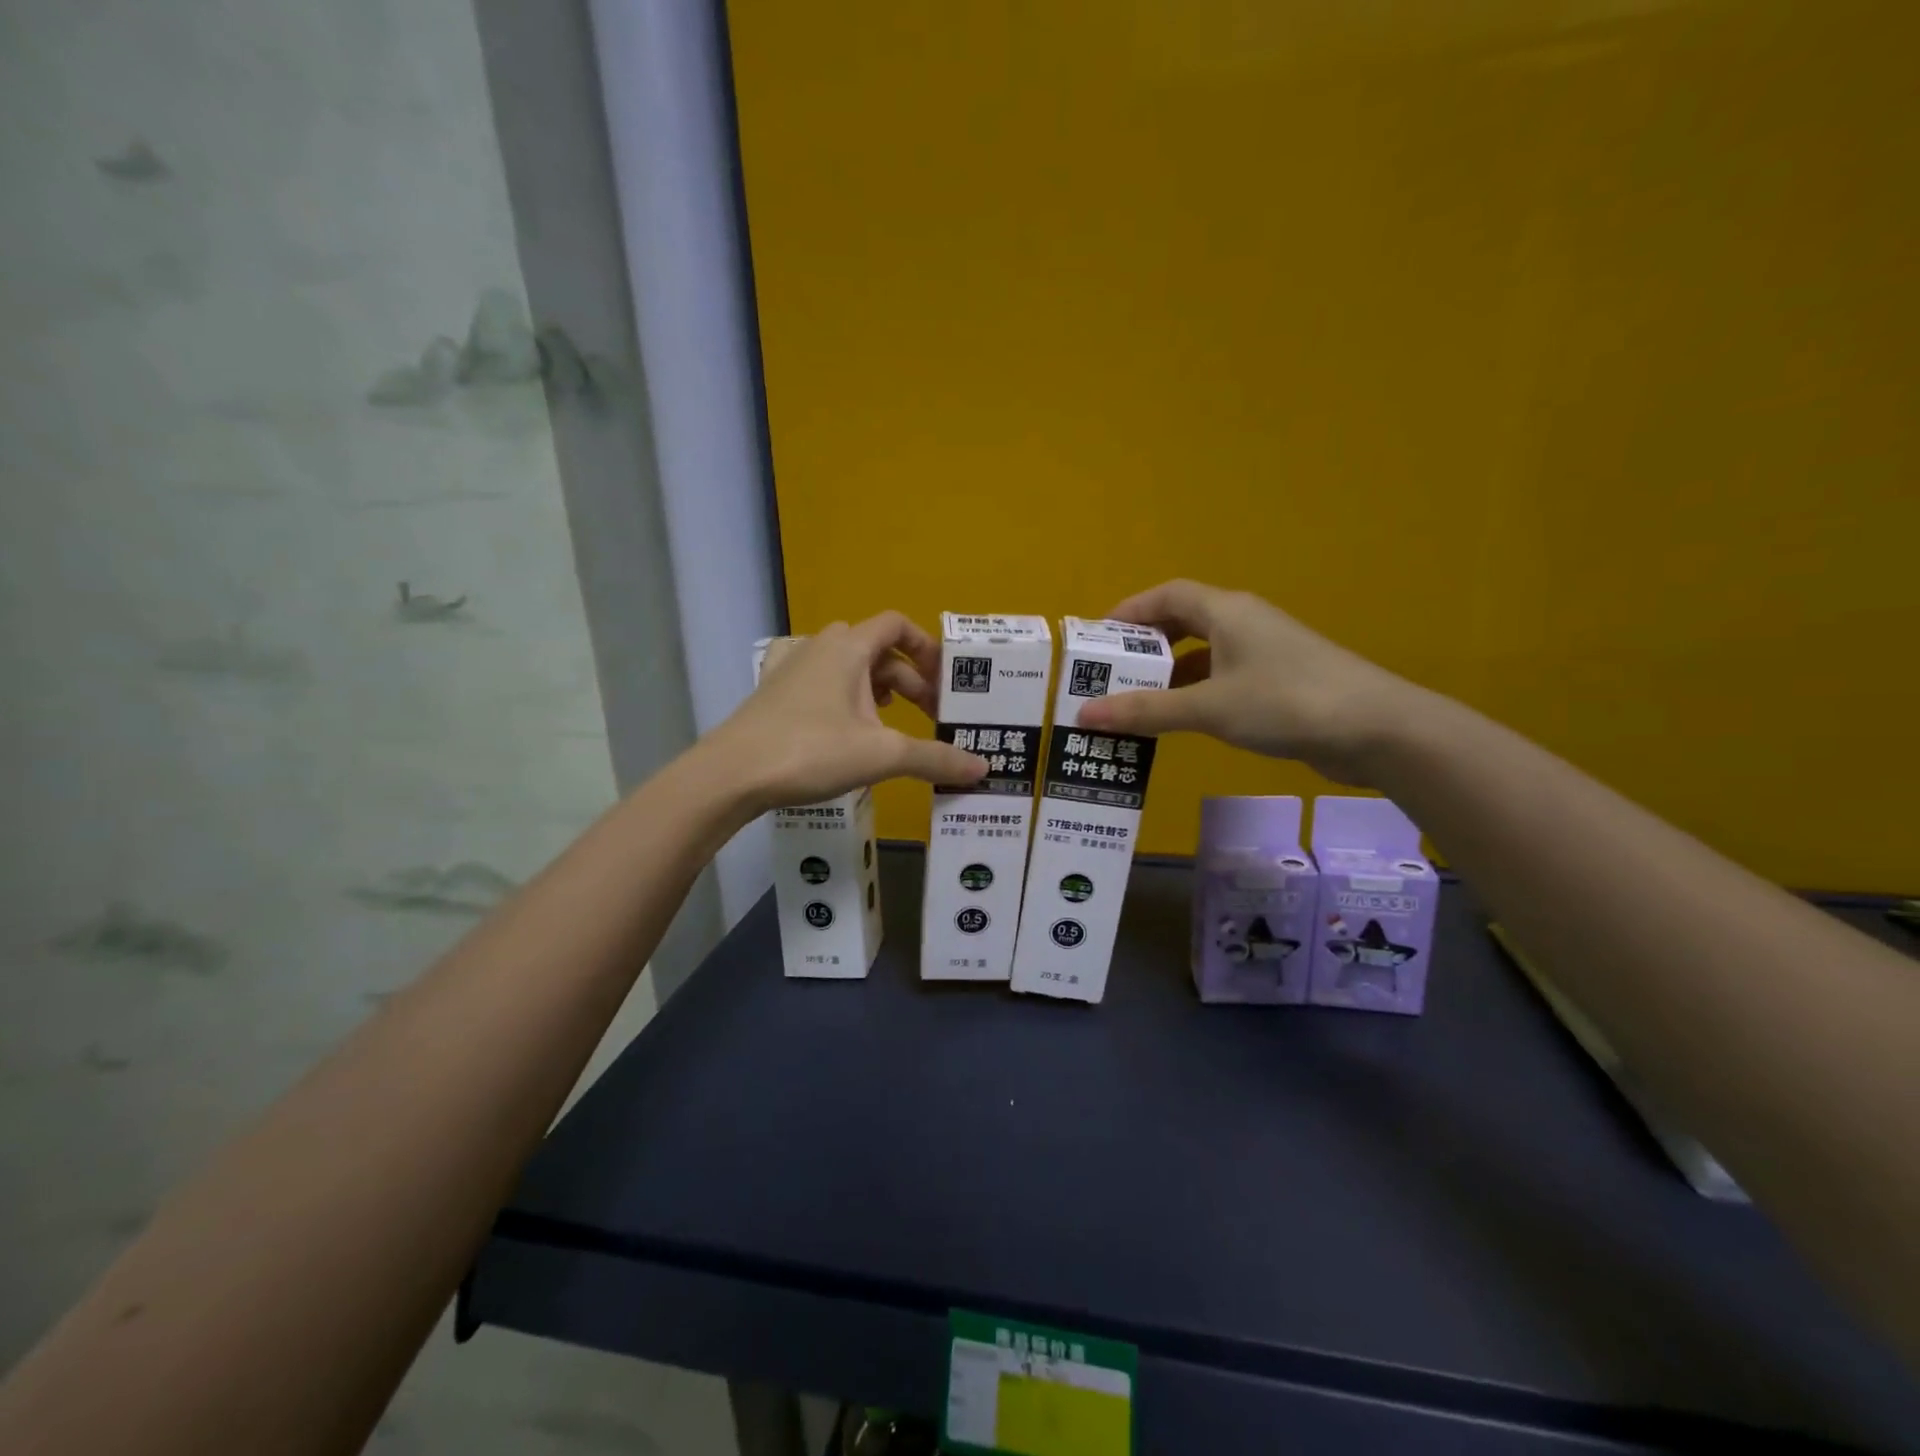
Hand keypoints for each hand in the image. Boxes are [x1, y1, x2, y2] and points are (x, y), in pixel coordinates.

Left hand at [712, 613, 987, 809]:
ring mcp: (790, 667)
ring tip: (890, 720)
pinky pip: (816, 678)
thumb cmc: (811, 751)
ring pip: (846, 664)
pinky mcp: (771, 691)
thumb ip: (935, 758)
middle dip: (908, 679)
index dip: (927, 648)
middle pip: (877, 649)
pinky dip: (840, 692)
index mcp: (849, 647)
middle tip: (929, 715)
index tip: (945, 683)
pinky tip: (841, 719)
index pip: (897, 625)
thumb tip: (982, 768)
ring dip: (875, 685)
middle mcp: (819, 646)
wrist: (732, 774)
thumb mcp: (882, 756)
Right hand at [1074, 580, 1423, 783]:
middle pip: (1184, 622)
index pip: (1167, 595)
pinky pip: (1223, 677)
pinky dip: (1196, 692)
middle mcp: (1245, 623)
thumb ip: (1146, 710)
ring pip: (1204, 653)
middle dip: (1145, 646)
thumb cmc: (1285, 703)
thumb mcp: (1208, 708)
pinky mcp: (1280, 681)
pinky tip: (1182, 719)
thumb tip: (1084, 716)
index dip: (1129, 612)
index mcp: (1227, 611)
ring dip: (1170, 673)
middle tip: (1110, 674)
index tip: (1096, 639)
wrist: (1376, 730)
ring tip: (1135, 701)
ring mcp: (1266, 652)